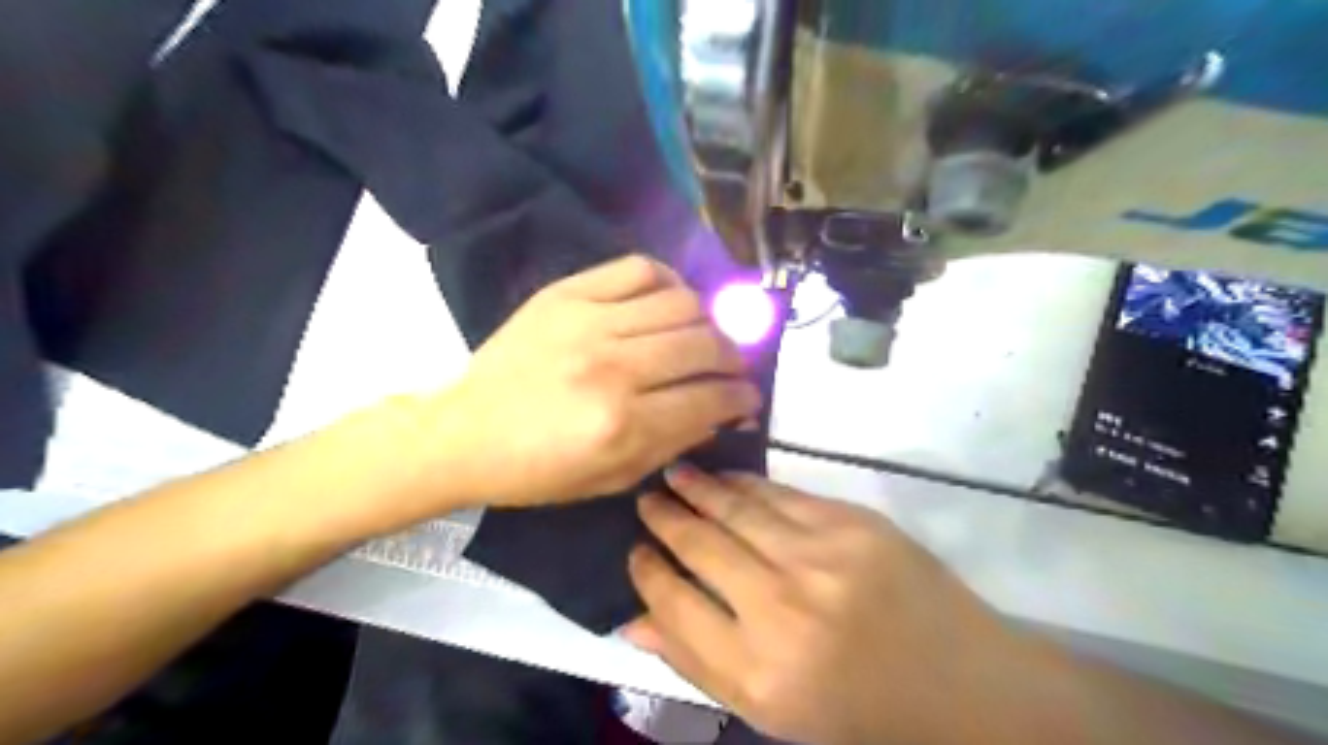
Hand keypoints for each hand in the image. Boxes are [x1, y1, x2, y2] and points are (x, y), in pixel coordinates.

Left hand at [419, 257, 761, 506]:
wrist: (467, 433)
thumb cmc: (540, 470)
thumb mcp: (614, 478)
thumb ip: (676, 443)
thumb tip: (726, 413)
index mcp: (623, 424)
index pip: (710, 398)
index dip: (742, 398)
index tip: (748, 398)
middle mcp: (613, 367)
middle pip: (704, 344)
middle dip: (733, 358)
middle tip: (732, 367)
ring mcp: (589, 322)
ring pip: (681, 303)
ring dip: (706, 322)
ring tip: (702, 337)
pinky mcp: (567, 294)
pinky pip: (639, 269)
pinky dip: (668, 281)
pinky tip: (669, 302)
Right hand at [624, 470, 1024, 744]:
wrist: (957, 681)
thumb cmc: (856, 707)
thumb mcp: (770, 712)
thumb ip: (697, 664)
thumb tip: (632, 621)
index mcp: (759, 671)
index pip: (675, 604)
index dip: (646, 572)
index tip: (634, 550)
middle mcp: (784, 608)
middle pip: (702, 547)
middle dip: (664, 519)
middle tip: (644, 500)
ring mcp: (821, 557)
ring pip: (737, 510)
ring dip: (696, 488)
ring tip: (671, 475)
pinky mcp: (851, 524)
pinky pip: (779, 494)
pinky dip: (744, 484)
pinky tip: (722, 477)